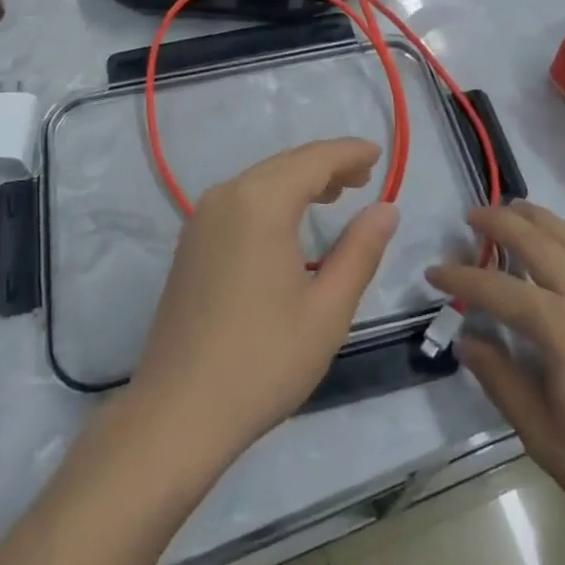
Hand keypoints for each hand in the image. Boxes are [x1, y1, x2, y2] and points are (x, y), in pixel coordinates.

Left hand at [129, 139, 398, 464]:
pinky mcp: (192, 242)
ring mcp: (202, 218)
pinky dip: (273, 198)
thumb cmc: (264, 360)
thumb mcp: (327, 309)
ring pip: (261, 180)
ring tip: (337, 193)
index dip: (348, 153)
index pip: (313, 160)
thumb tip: (386, 209)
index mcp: (260, 203)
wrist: (179, 411)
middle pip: (285, 164)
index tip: (378, 152)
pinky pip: (241, 201)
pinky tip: (291, 221)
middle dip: (326, 165)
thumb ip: (360, 251)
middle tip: (365, 176)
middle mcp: (226, 196)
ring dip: (299, 180)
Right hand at [428, 202, 564, 564]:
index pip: (496, 288)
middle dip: (498, 222)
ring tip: (512, 210)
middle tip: (470, 217)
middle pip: (536, 240)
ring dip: (538, 217)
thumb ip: (500, 380)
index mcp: (561, 328)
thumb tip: (466, 339)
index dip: (460, 277)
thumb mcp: (543, 437)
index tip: (432, 272)